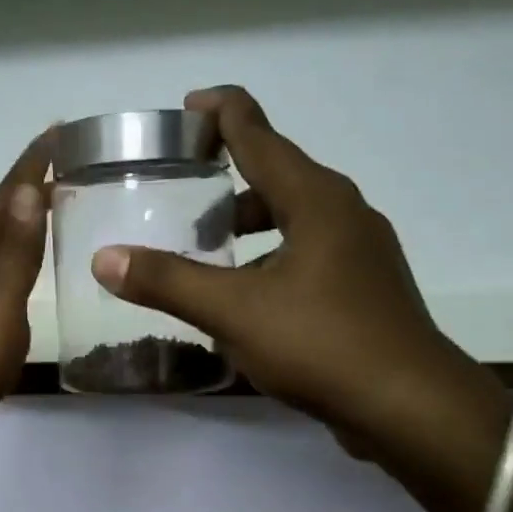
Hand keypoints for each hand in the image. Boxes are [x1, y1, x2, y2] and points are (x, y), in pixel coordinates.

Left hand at [0, 128, 53, 436]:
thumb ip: (15, 250)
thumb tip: (27, 191)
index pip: (2, 196)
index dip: (31, 164)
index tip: (57, 131)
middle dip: (24, 187)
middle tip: (61, 165)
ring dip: (14, 219)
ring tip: (45, 204)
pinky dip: (5, 252)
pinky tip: (15, 262)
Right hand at [89, 86, 497, 458]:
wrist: (408, 406)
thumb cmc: (321, 344)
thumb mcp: (234, 311)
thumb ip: (168, 282)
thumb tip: (104, 258)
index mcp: (316, 200)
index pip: (261, 135)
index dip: (223, 114)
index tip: (189, 105)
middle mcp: (344, 214)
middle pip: (278, 178)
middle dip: (229, 184)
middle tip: (184, 199)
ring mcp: (361, 254)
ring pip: (294, 223)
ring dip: (251, 230)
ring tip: (208, 257)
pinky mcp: (365, 291)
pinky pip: (307, 258)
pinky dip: (271, 263)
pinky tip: (246, 303)